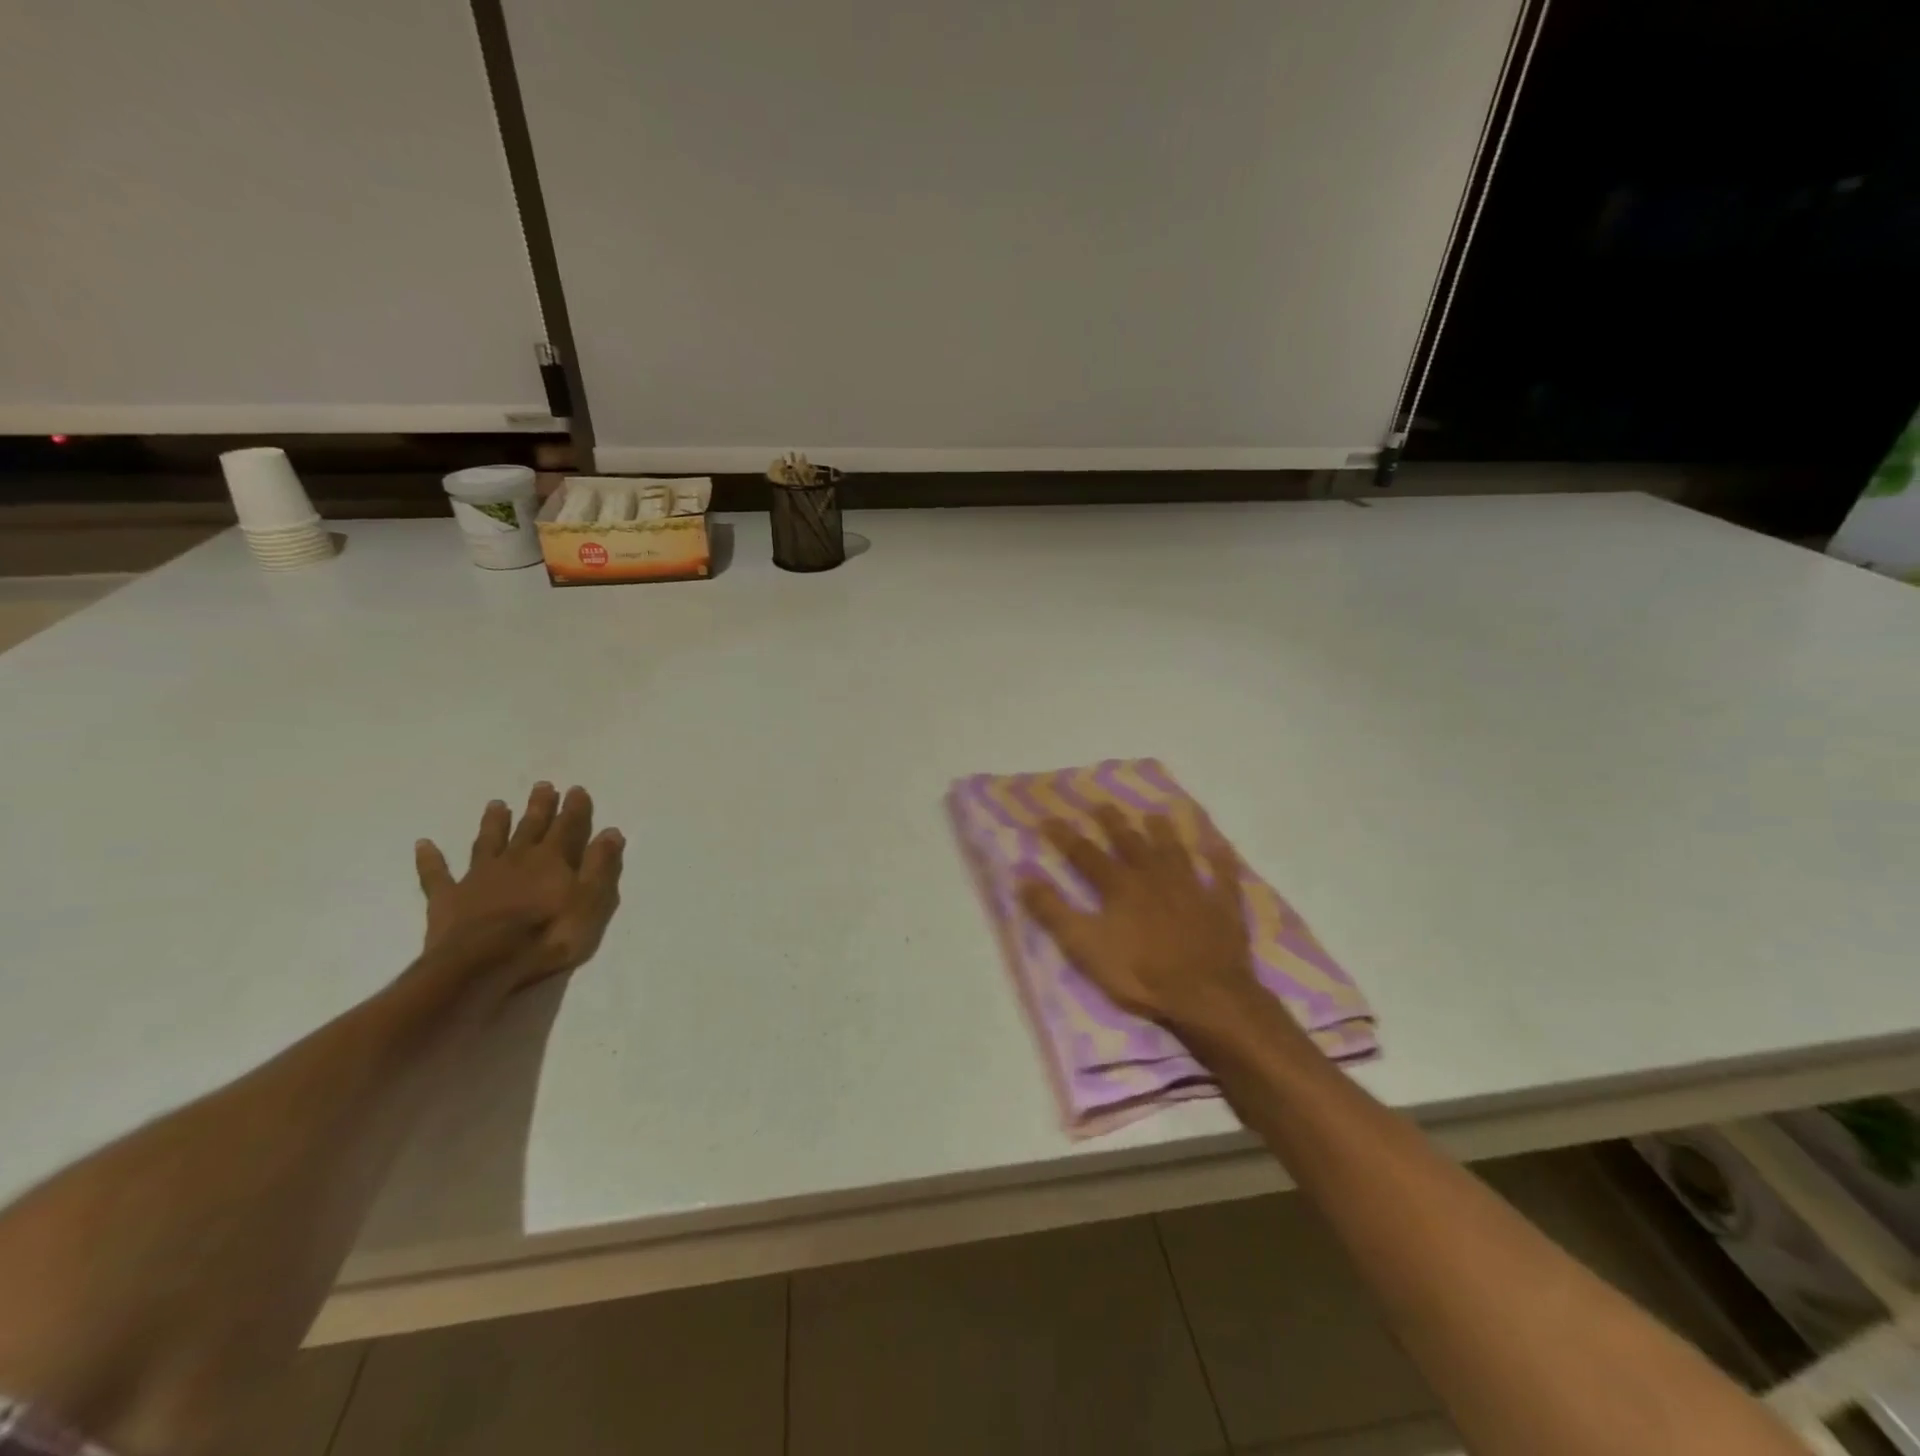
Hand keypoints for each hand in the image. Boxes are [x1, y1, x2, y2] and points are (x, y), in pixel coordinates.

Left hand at [414, 783, 624, 991]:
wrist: (484, 963)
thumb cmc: (548, 934)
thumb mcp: (590, 901)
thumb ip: (600, 865)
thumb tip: (610, 832)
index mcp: (551, 859)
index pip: (567, 827)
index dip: (574, 809)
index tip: (577, 789)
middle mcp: (516, 859)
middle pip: (529, 827)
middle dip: (538, 807)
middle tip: (541, 785)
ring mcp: (479, 877)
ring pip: (488, 842)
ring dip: (493, 823)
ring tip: (496, 804)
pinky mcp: (449, 898)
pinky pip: (437, 874)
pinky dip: (431, 859)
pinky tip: (423, 844)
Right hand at [1019, 806, 1259, 1033]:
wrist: (1205, 994)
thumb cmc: (1139, 973)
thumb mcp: (1084, 946)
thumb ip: (1053, 911)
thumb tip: (1023, 876)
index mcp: (1119, 886)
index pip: (1085, 854)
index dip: (1065, 836)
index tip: (1048, 818)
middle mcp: (1154, 876)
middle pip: (1130, 842)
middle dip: (1113, 823)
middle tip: (1102, 803)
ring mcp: (1192, 888)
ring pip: (1175, 851)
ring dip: (1164, 832)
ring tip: (1156, 814)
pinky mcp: (1222, 906)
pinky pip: (1223, 876)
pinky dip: (1220, 859)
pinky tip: (1219, 846)